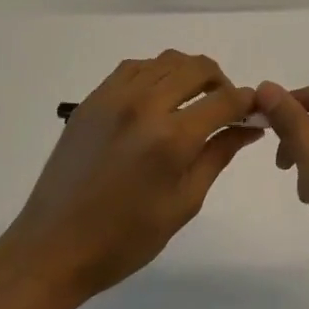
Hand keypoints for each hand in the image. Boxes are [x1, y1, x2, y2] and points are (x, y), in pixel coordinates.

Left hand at [0, 52, 261, 305]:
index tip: (254, 113)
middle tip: (225, 108)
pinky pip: (134, 68)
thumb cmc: (125, 239)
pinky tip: (158, 99)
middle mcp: (144, 105)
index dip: (247, 102)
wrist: (53, 248)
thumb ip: (217, 156)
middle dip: (221, 82)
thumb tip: (249, 128)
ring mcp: (113, 97)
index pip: (224, 100)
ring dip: (189, 74)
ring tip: (192, 101)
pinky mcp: (92, 100)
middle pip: (197, 67)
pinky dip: (156, 73)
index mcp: (171, 138)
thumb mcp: (183, 204)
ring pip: (165, 60)